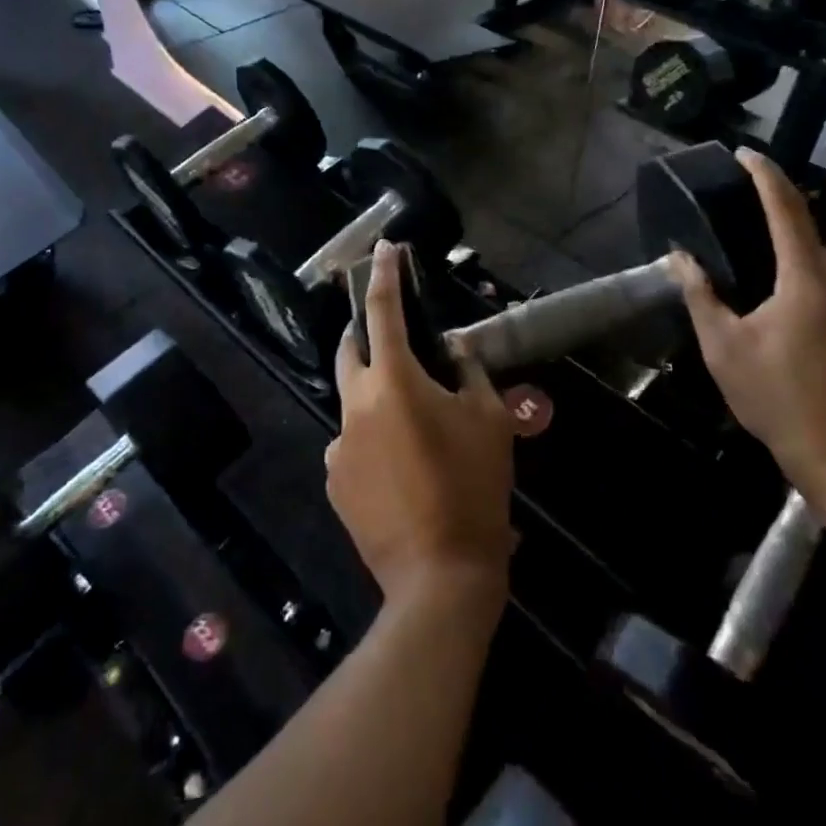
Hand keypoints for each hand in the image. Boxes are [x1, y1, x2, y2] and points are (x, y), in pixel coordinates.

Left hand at [329, 241, 513, 611]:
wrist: (440, 575)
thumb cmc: (474, 487)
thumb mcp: (489, 421)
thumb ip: (470, 374)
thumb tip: (455, 350)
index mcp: (394, 381)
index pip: (382, 310)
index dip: (383, 275)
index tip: (383, 249)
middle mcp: (356, 405)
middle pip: (350, 348)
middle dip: (364, 329)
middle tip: (391, 330)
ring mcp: (339, 445)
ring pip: (353, 400)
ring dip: (376, 393)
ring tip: (414, 422)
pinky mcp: (335, 480)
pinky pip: (352, 442)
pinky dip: (373, 436)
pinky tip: (402, 466)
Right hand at [672, 149, 825, 498]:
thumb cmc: (779, 402)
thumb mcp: (725, 350)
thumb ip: (702, 297)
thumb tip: (680, 258)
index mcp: (808, 281)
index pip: (786, 209)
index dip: (765, 176)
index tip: (746, 153)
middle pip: (810, 236)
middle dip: (778, 227)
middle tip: (743, 237)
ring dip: (798, 264)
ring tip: (767, 292)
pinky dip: (818, 288)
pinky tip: (799, 322)